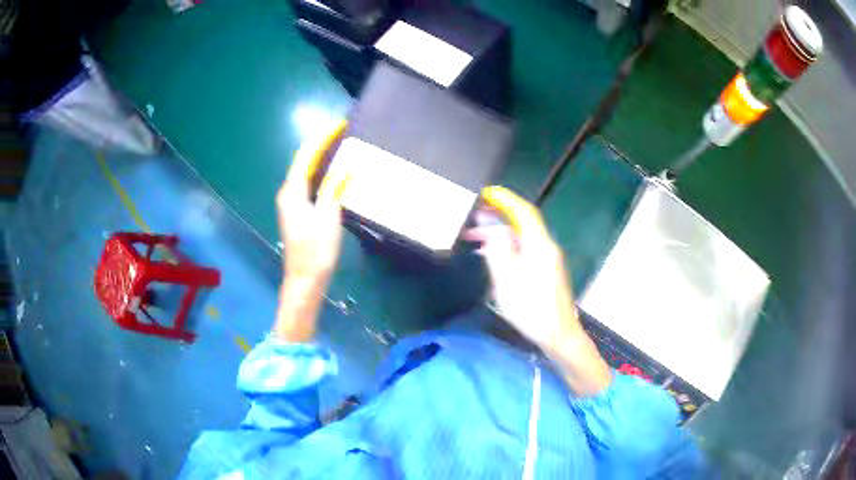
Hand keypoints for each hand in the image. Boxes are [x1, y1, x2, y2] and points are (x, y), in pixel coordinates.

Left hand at [274, 121, 348, 341]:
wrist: (305, 281)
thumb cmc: (315, 251)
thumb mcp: (328, 217)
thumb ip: (333, 189)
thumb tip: (346, 167)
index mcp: (292, 191)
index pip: (306, 155)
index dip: (322, 138)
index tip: (339, 124)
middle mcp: (288, 193)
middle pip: (304, 161)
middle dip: (322, 144)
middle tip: (342, 131)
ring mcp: (292, 203)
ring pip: (307, 172)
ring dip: (322, 157)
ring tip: (341, 145)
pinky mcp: (298, 212)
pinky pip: (310, 183)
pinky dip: (321, 173)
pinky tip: (334, 172)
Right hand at [463, 206, 577, 351]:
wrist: (558, 333)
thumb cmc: (531, 308)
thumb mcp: (508, 280)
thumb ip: (499, 251)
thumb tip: (493, 230)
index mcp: (539, 245)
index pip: (523, 212)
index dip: (505, 200)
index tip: (487, 193)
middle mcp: (546, 247)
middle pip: (522, 223)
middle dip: (497, 217)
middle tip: (473, 217)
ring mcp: (547, 259)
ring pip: (521, 238)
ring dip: (499, 234)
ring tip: (474, 238)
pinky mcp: (546, 271)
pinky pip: (524, 250)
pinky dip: (506, 247)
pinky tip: (491, 256)